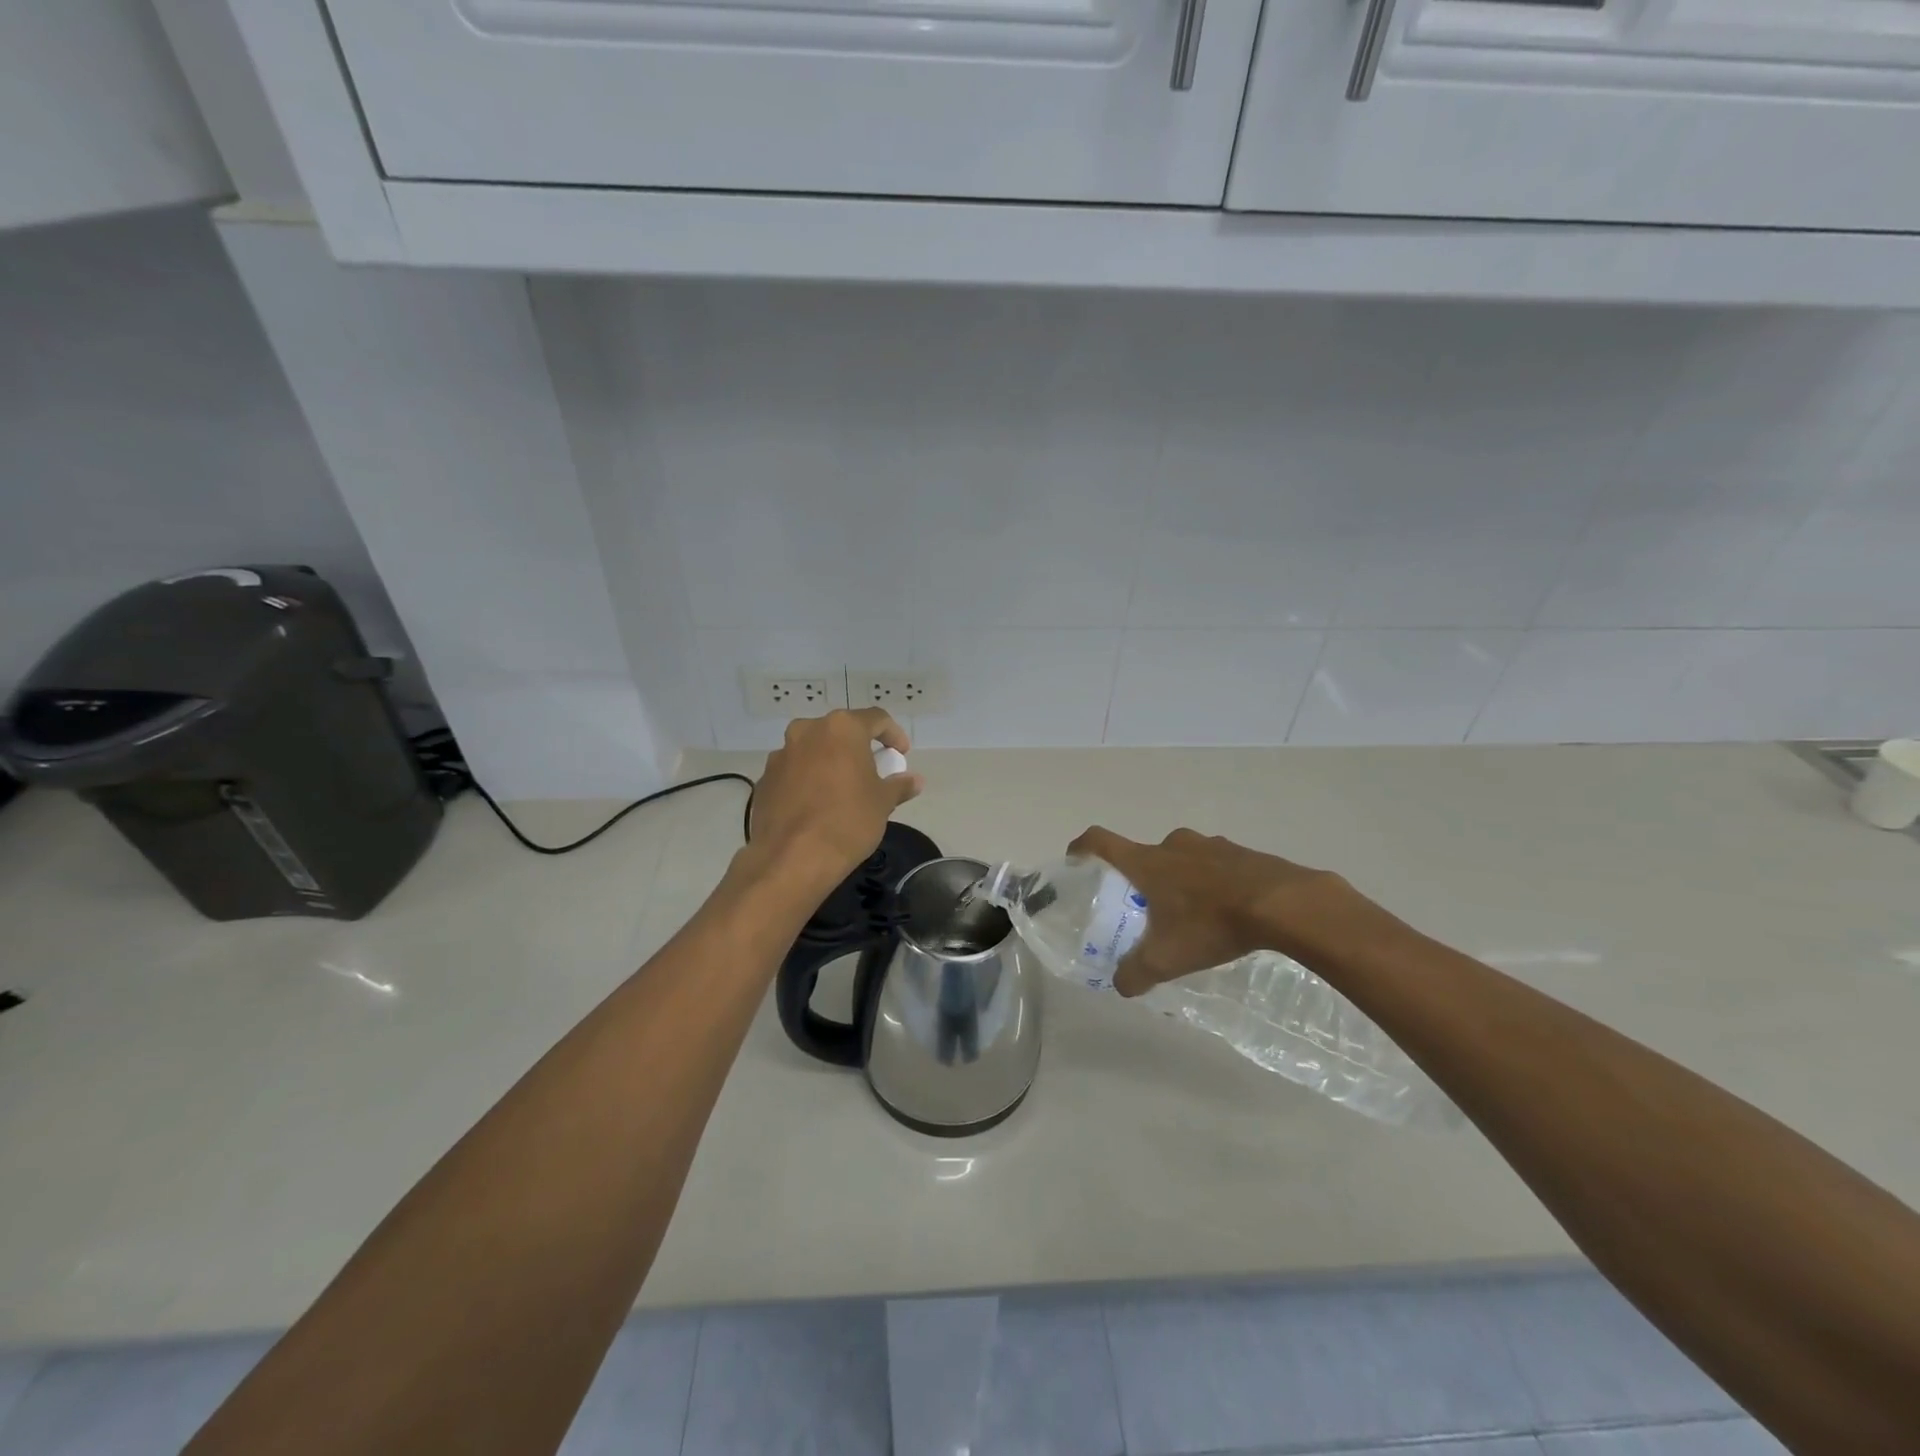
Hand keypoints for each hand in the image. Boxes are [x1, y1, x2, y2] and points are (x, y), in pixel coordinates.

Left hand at [749, 710, 924, 886]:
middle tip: (872, 770)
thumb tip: (914, 780)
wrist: (792, 858)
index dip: (893, 734)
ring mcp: (781, 754)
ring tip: (842, 789)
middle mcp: (807, 731)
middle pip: (840, 731)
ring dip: (830, 762)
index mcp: (841, 728)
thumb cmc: (847, 821)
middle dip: (858, 747)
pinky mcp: (765, 779)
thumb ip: (899, 786)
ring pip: (813, 749)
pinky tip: (817, 805)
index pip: (876, 719)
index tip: (901, 755)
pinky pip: (794, 771)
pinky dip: (808, 779)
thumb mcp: (882, 803)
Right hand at [1067, 827, 1352, 996]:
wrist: (1283, 904)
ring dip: (1180, 879)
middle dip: (1141, 878)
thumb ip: (1135, 972)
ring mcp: (1210, 844)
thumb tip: (1120, 984)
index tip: (1075, 859)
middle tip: (1147, 909)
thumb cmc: (1211, 923)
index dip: (1082, 848)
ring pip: (1182, 858)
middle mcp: (1173, 845)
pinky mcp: (1241, 852)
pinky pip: (1215, 864)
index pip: (1100, 841)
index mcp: (1146, 862)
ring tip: (1191, 914)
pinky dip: (1212, 882)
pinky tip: (1226, 912)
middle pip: (1144, 854)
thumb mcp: (1166, 958)